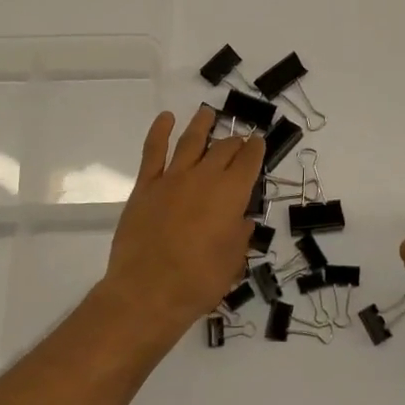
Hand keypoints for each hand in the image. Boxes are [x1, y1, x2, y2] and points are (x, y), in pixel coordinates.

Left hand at [100, 105, 265, 338]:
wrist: (147, 292)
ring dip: (202, 124)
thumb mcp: (232, 263)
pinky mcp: (145, 186)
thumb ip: (239, 236)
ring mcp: (172, 178)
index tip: (258, 142)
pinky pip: (153, 151)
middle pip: (223, 149)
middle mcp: (204, 177)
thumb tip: (241, 221)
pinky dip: (159, 131)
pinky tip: (166, 118)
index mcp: (231, 195)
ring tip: (208, 112)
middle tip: (239, 139)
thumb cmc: (198, 282)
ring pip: (191, 141)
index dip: (256, 149)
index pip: (249, 162)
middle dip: (234, 141)